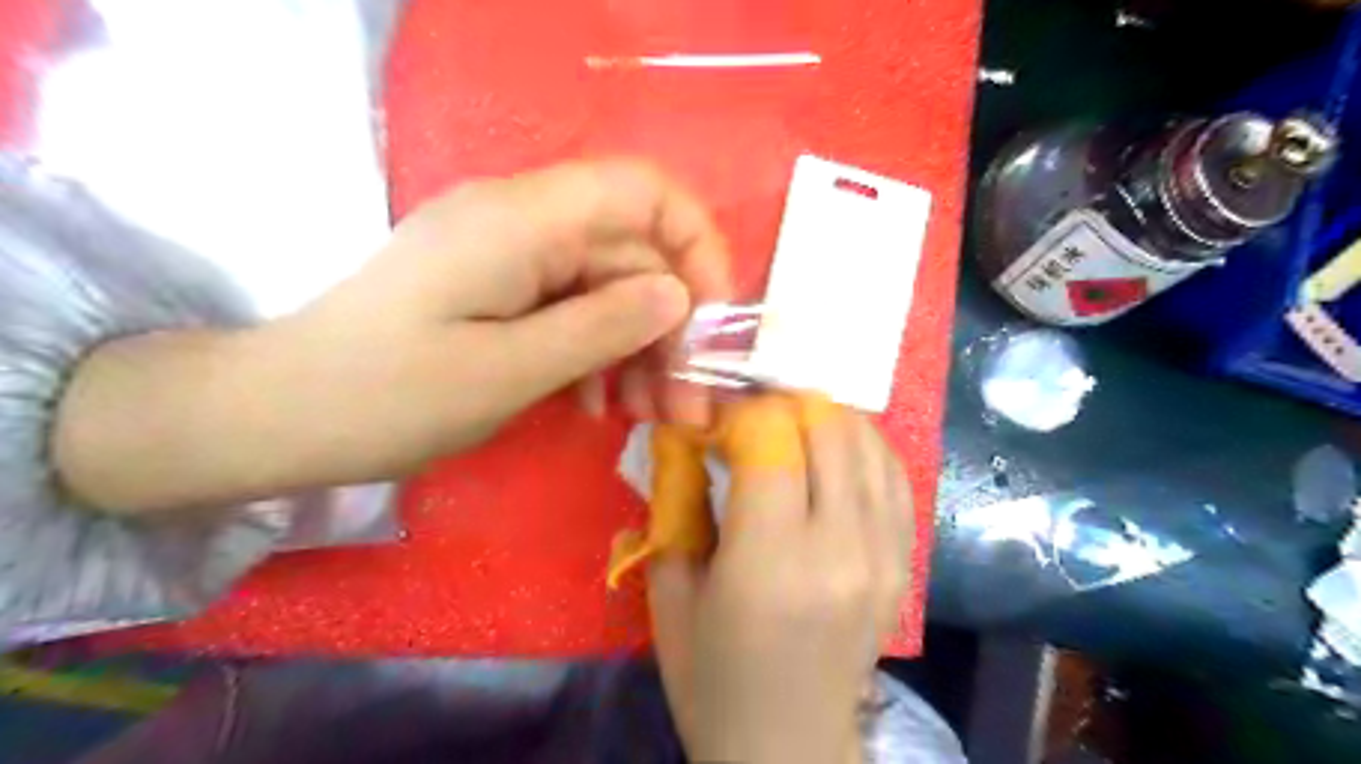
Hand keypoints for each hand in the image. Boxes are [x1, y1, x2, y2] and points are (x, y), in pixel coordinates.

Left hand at [49, 160, 734, 511]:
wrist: (280, 416)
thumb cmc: (387, 395)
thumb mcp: (508, 371)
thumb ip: (602, 327)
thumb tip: (678, 295)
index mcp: (521, 221)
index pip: (642, 191)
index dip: (695, 243)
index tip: (715, 318)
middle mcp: (522, 224)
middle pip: (632, 254)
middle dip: (673, 328)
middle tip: (689, 404)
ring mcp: (510, 259)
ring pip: (608, 289)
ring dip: (641, 350)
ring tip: (652, 415)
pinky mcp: (500, 292)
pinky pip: (573, 312)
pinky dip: (599, 356)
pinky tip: (597, 406)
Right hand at [650, 396, 912, 763]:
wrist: (787, 746)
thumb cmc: (712, 676)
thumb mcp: (671, 589)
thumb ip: (676, 500)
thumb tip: (687, 432)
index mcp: (770, 561)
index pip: (772, 437)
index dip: (740, 410)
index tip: (716, 418)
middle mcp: (840, 547)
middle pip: (828, 426)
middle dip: (783, 403)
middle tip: (751, 417)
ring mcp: (885, 554)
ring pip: (868, 440)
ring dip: (824, 418)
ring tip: (789, 428)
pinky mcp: (906, 563)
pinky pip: (894, 474)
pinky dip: (862, 446)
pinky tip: (833, 452)